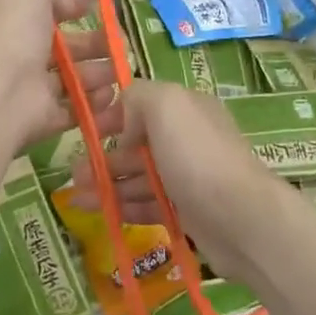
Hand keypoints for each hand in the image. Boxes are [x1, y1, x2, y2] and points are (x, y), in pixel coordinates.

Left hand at [0, 0, 125, 151]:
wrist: (1, 87)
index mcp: (19, 20)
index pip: (49, 13)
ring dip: (101, 74)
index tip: (100, 10)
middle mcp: (25, 54)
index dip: (75, 9)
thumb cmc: (14, 29)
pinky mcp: (45, 120)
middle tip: (121, 45)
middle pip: (68, 49)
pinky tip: (112, 98)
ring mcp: (34, 90)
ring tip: (119, 73)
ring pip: (75, 80)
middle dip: (98, 44)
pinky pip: (77, 112)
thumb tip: (68, 1)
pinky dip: (97, 107)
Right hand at [67, 82, 296, 284]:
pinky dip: (124, 207)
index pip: (141, 105)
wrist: (240, 218)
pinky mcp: (188, 211)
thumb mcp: (166, 105)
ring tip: (77, 197)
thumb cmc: (198, 157)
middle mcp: (189, 139)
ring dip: (107, 184)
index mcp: (186, 109)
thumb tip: (124, 117)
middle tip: (74, 173)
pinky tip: (101, 213)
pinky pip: (150, 205)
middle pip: (137, 144)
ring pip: (140, 177)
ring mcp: (189, 177)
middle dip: (103, 156)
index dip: (111, 116)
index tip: (85, 132)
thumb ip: (138, 96)